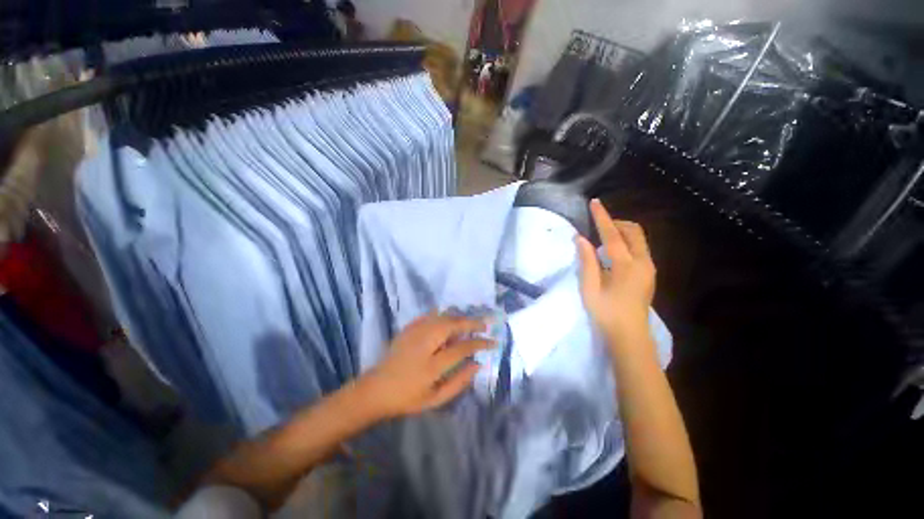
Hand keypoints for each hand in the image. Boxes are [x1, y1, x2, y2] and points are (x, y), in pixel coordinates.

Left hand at [358, 313, 492, 418]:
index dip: (480, 343)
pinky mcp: (409, 328)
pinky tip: (451, 318)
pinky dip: (444, 315)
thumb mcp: (435, 399)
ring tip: (472, 321)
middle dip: (472, 322)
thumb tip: (478, 364)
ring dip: (460, 317)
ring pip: (443, 317)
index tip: (493, 342)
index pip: (462, 348)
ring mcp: (415, 333)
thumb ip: (459, 381)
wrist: (376, 389)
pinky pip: (431, 315)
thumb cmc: (407, 398)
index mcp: (431, 365)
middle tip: (486, 323)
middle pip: (453, 325)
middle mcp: (424, 344)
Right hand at [576, 199, 655, 348]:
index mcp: (625, 265)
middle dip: (616, 223)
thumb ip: (586, 261)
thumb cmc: (605, 313)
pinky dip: (627, 243)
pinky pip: (640, 249)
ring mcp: (649, 269)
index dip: (602, 217)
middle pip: (633, 232)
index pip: (612, 234)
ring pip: (639, 239)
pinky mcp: (649, 275)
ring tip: (603, 239)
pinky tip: (613, 254)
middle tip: (598, 225)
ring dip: (622, 232)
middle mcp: (642, 262)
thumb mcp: (590, 287)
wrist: (629, 336)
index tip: (595, 202)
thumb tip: (580, 238)